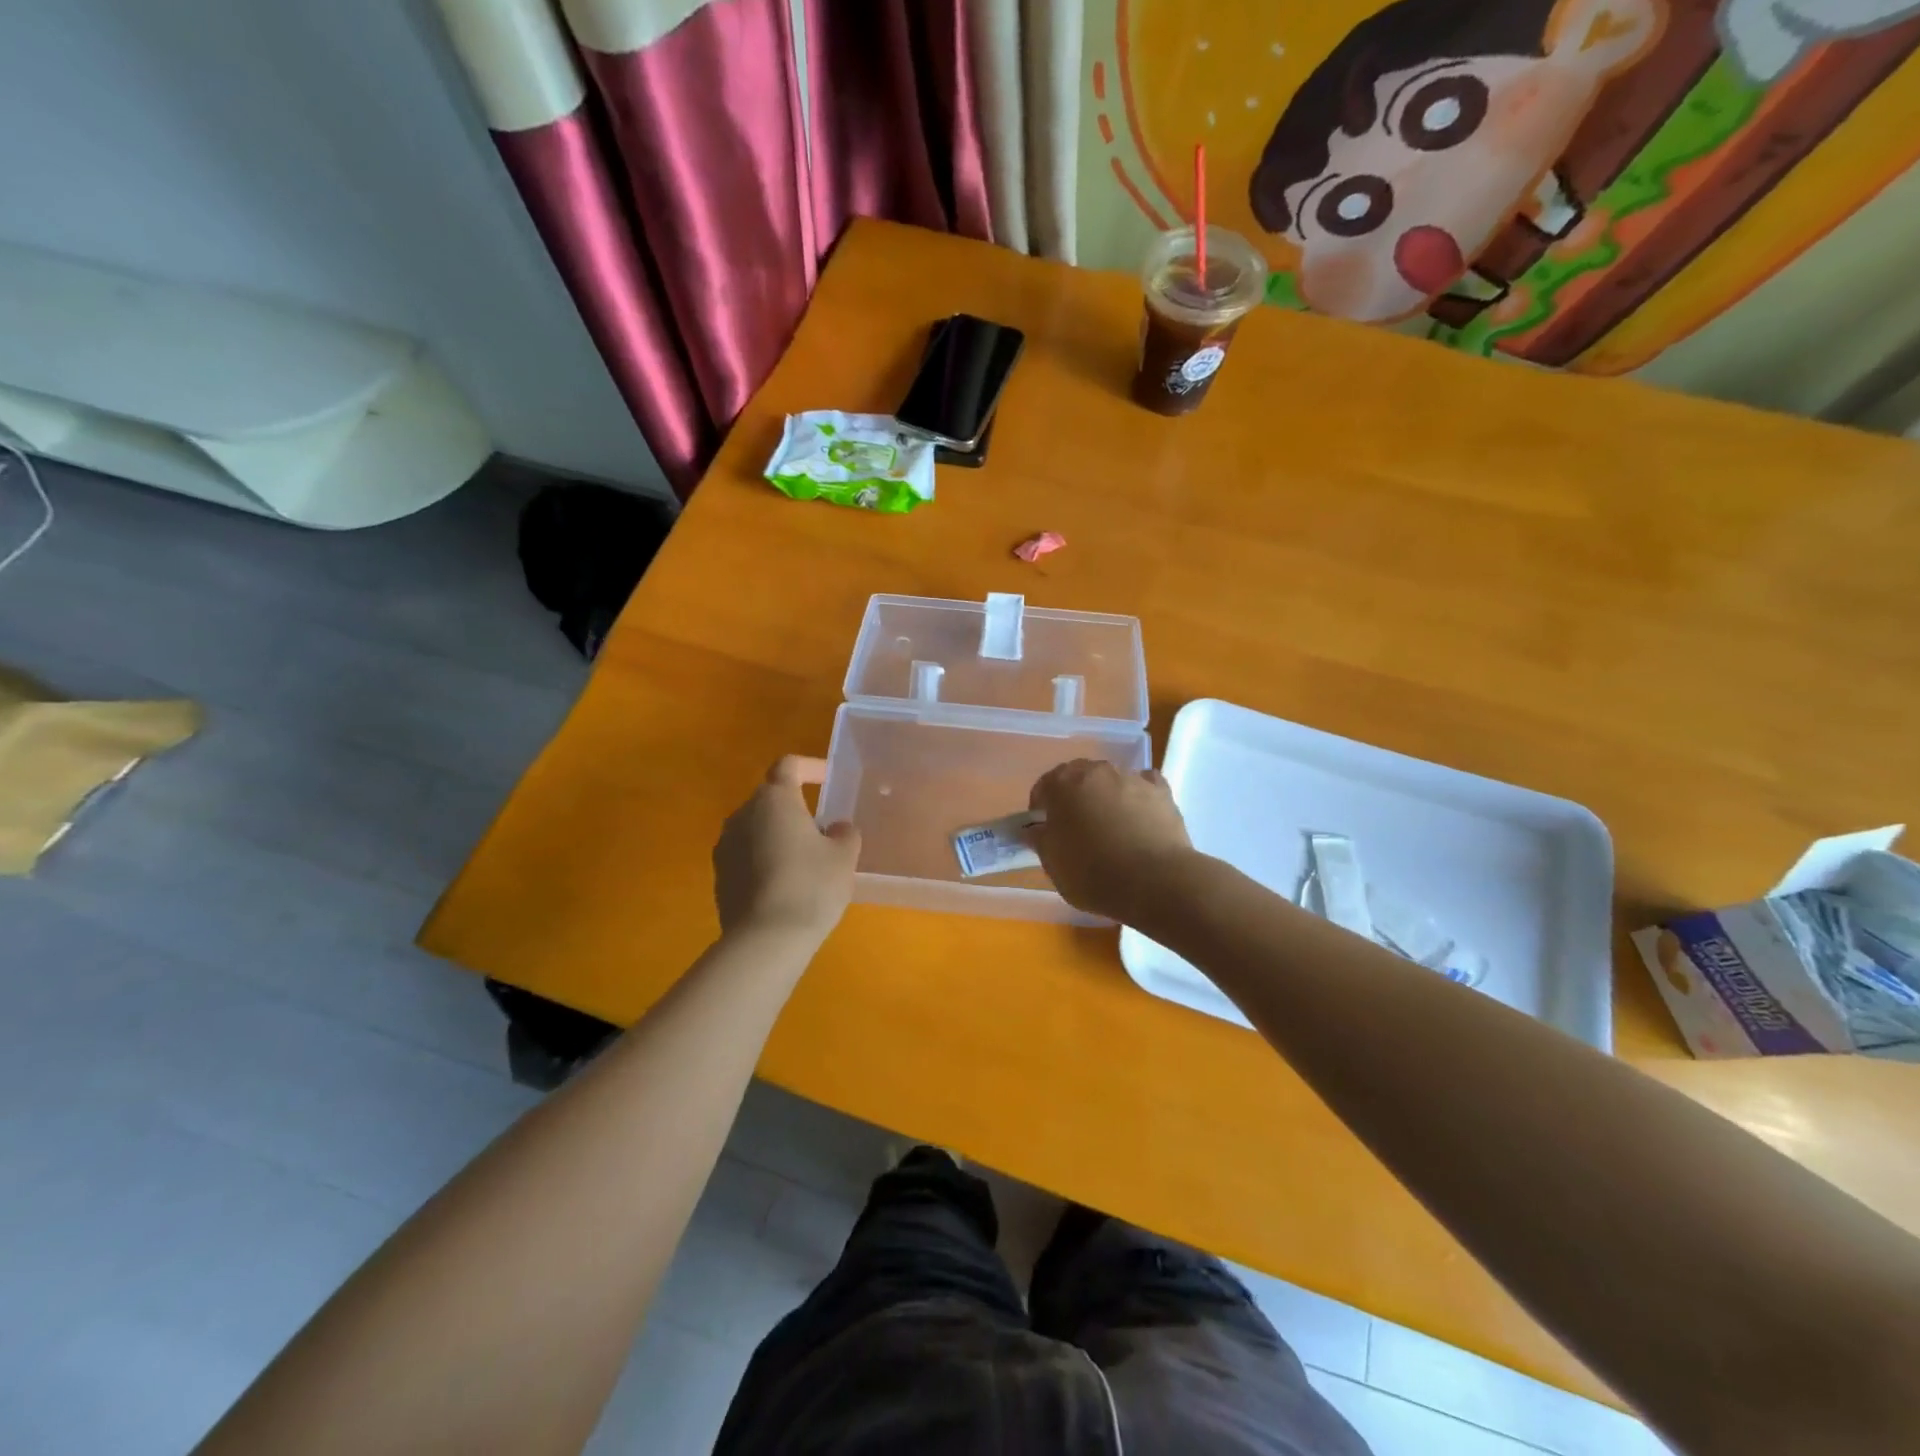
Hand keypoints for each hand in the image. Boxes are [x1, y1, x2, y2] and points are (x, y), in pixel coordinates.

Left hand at [713, 757, 861, 941]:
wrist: (765, 940)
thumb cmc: (811, 886)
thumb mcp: (843, 857)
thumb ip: (845, 834)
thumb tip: (837, 828)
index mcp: (774, 800)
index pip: (788, 766)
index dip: (810, 767)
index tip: (827, 780)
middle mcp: (742, 815)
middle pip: (770, 798)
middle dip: (795, 808)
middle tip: (822, 830)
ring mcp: (725, 847)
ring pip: (756, 828)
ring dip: (778, 835)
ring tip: (804, 861)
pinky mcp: (719, 877)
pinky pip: (746, 856)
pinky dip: (765, 860)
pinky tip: (785, 886)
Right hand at [1028, 760, 1193, 921]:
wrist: (1155, 882)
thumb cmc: (1092, 873)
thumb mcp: (1053, 864)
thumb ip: (1040, 840)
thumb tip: (1034, 829)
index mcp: (1063, 784)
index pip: (1044, 787)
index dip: (1041, 809)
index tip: (1045, 832)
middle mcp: (1096, 771)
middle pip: (1078, 779)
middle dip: (1075, 799)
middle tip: (1077, 830)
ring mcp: (1131, 777)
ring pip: (1111, 782)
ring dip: (1106, 798)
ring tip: (1112, 830)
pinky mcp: (1161, 791)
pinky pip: (1143, 786)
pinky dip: (1138, 798)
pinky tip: (1140, 819)